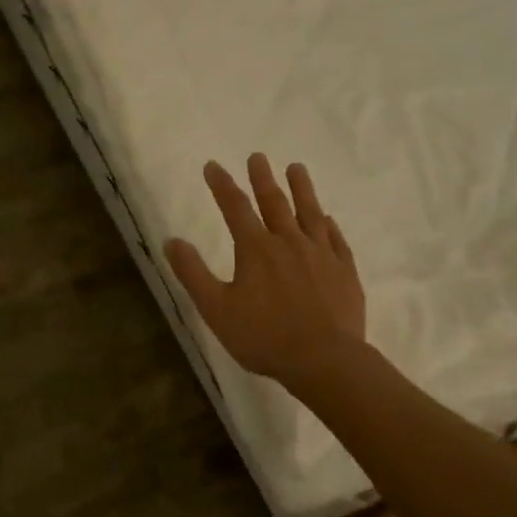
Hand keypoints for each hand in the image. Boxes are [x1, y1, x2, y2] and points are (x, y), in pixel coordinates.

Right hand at [165, 155, 365, 388]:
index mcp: (256, 249)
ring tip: (296, 168)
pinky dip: (329, 224)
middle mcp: (289, 242)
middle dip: (263, 178)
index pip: (235, 207)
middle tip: (258, 156)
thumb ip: (193, 274)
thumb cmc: (264, 337)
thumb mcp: (217, 309)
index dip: (222, 185)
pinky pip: (336, 239)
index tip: (213, 165)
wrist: (325, 360)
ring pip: (310, 212)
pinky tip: (328, 218)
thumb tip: (171, 241)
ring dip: (302, 189)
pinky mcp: (344, 270)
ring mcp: (321, 254)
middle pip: (274, 202)